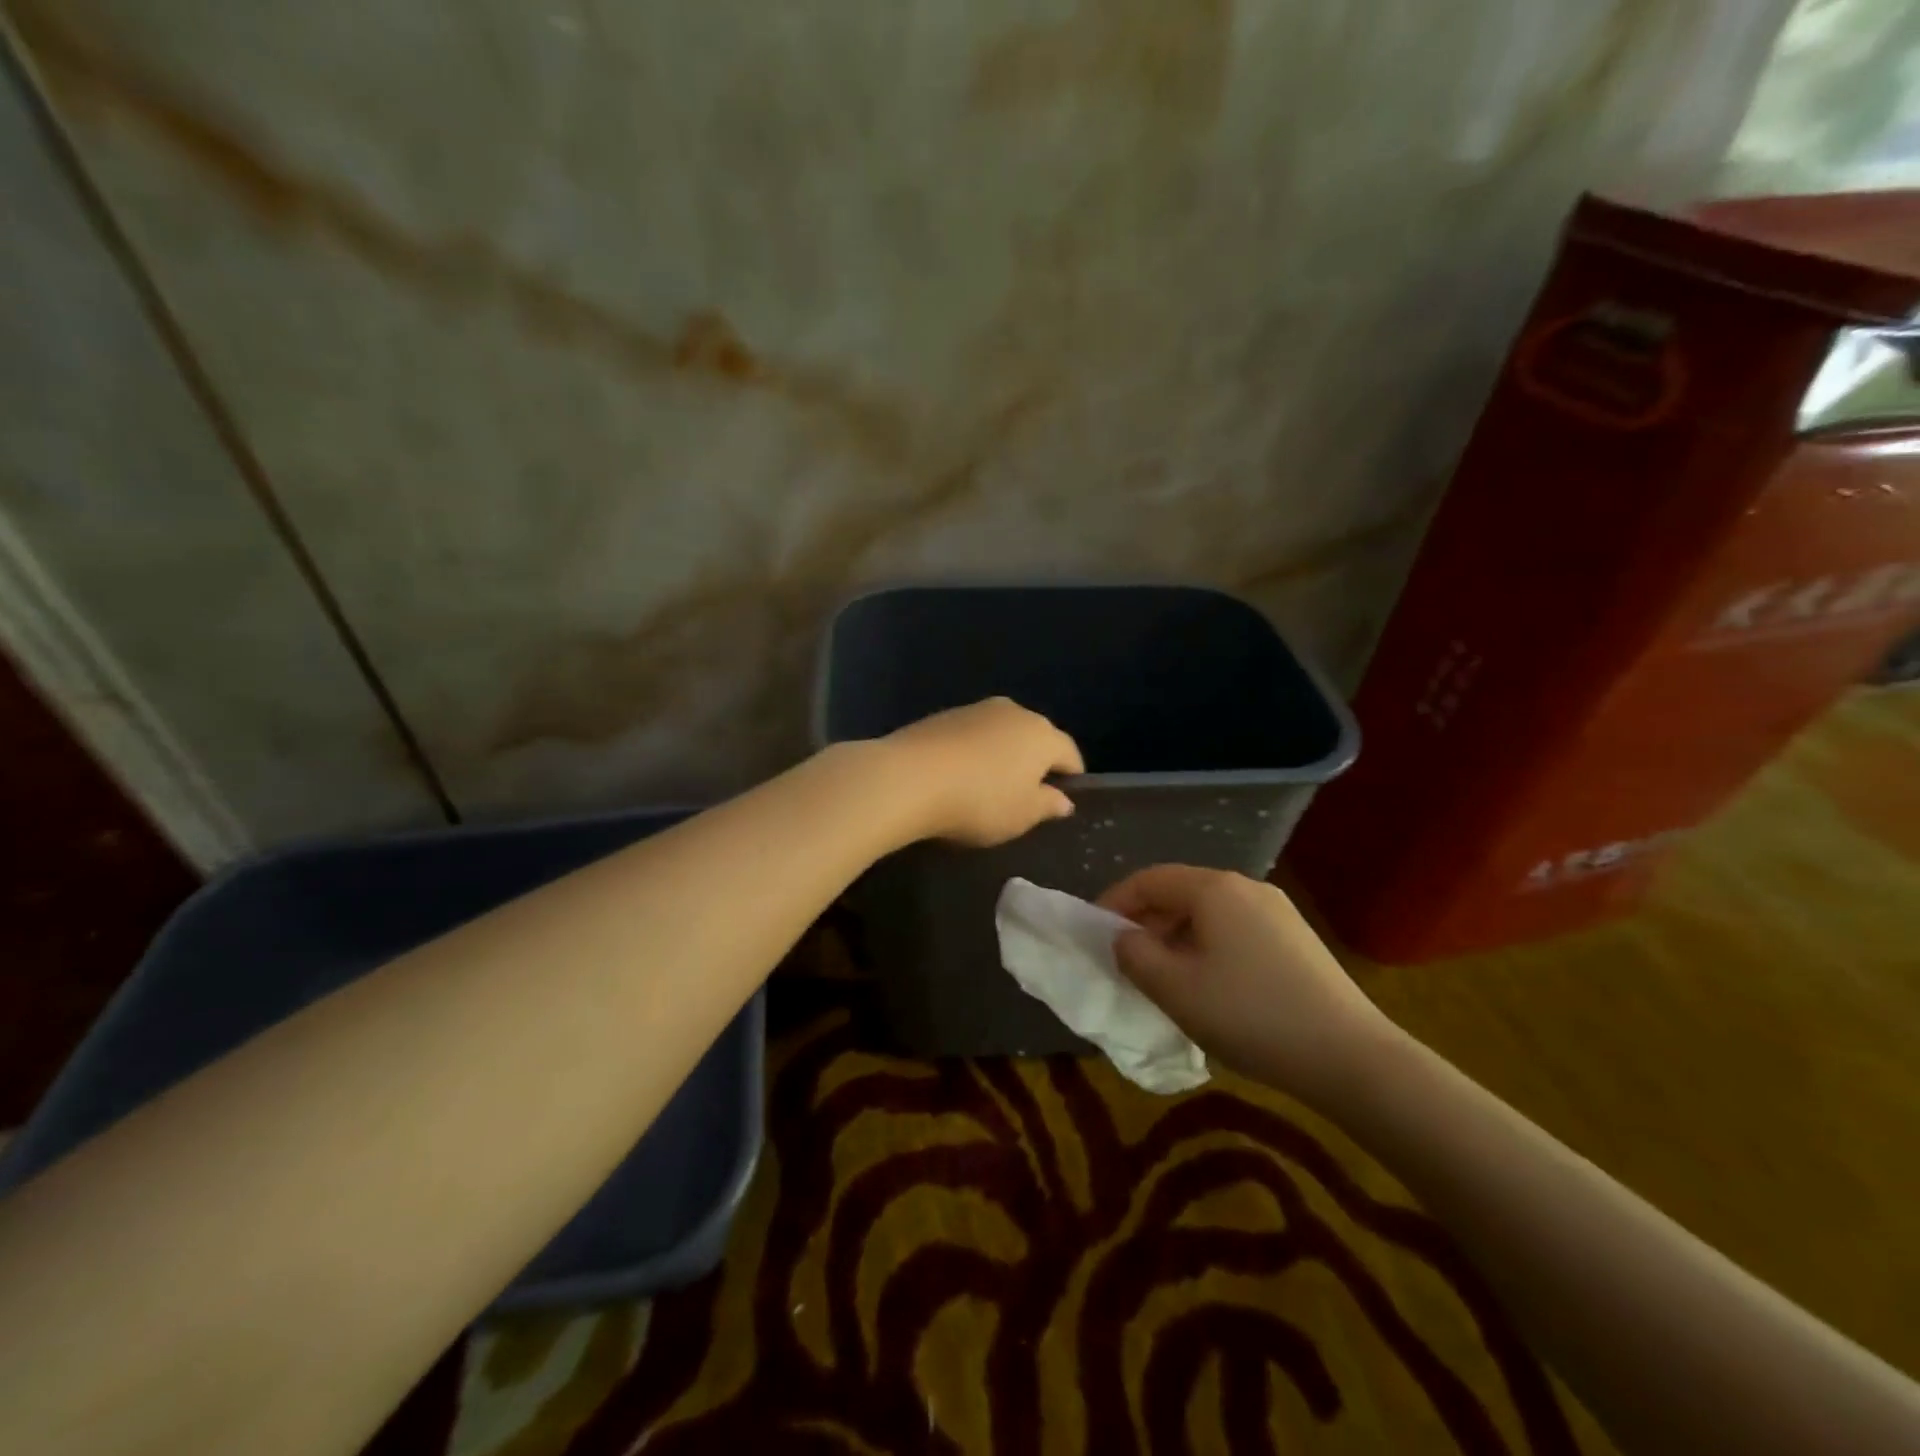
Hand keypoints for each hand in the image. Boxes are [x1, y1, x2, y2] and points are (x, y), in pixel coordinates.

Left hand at [884, 697, 1082, 846]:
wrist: (909, 777)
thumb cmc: (979, 801)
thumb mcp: (1022, 815)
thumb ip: (1048, 805)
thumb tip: (1063, 799)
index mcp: (1043, 734)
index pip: (1070, 755)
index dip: (1071, 779)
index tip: (1061, 802)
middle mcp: (1014, 712)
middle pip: (1035, 738)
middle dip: (1035, 764)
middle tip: (1024, 797)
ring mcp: (976, 709)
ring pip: (1002, 734)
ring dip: (1001, 755)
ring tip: (987, 787)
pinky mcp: (943, 715)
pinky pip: (971, 736)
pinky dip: (972, 752)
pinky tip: (958, 776)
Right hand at [1098, 865, 1393, 1101]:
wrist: (1350, 1056)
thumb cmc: (1249, 1015)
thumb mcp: (1174, 988)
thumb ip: (1134, 955)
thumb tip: (1123, 937)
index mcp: (1213, 888)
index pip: (1148, 879)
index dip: (1114, 902)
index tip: (1094, 933)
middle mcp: (1245, 886)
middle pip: (1179, 892)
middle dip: (1146, 921)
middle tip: (1126, 959)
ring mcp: (1276, 910)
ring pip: (1208, 912)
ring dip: (1176, 936)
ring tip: (1164, 976)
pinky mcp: (1296, 937)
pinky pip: (1235, 929)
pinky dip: (1208, 946)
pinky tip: (1209, 984)